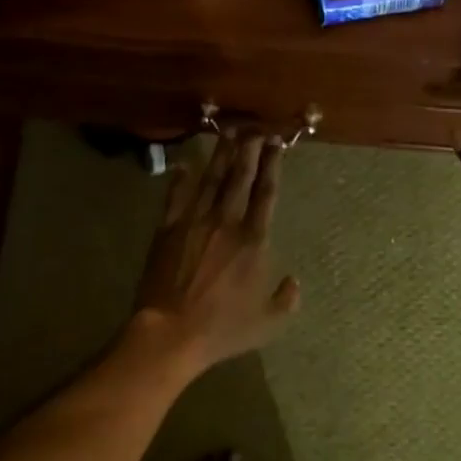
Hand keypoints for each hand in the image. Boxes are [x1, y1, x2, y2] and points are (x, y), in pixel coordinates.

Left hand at [133, 132, 299, 372]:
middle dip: (248, 149)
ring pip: (210, 180)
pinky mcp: (167, 230)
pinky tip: (184, 163)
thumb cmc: (222, 329)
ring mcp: (193, 223)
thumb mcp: (267, 322)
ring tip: (228, 132)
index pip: (266, 193)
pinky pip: (175, 198)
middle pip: (239, 177)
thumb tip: (294, 281)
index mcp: (253, 241)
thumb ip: (286, 300)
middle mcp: (226, 223)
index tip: (276, 144)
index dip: (272, 165)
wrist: (170, 333)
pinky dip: (180, 179)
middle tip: (254, 127)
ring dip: (220, 154)